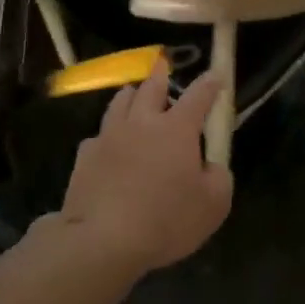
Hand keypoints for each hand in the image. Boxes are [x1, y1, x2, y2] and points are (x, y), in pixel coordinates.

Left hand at [58, 59, 232, 274]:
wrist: (103, 239)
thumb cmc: (166, 220)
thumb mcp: (213, 205)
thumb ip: (218, 177)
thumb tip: (211, 165)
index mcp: (176, 128)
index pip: (199, 96)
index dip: (210, 84)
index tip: (216, 74)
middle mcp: (142, 122)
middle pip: (151, 87)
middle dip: (161, 74)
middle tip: (163, 64)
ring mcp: (109, 136)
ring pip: (120, 102)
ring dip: (131, 95)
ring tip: (133, 93)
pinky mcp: (86, 155)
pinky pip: (99, 135)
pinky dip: (108, 135)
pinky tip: (108, 145)